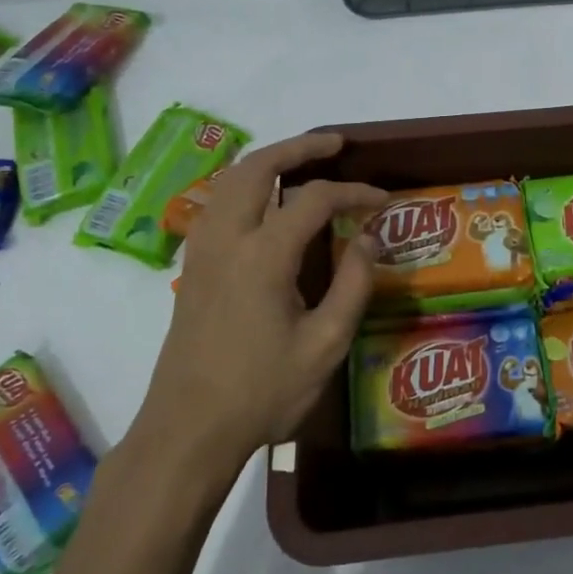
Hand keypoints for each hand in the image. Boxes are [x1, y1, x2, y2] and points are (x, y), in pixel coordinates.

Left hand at [134, 133, 385, 473]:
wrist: (188, 430)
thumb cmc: (262, 392)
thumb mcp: (325, 344)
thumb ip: (353, 284)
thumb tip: (370, 237)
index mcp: (263, 256)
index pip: (313, 199)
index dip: (353, 192)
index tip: (383, 200)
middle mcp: (226, 239)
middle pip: (257, 167)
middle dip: (298, 147)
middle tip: (335, 143)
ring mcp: (202, 251)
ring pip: (229, 181)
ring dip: (267, 161)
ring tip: (302, 161)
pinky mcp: (192, 268)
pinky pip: (216, 204)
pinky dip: (244, 185)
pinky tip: (263, 202)